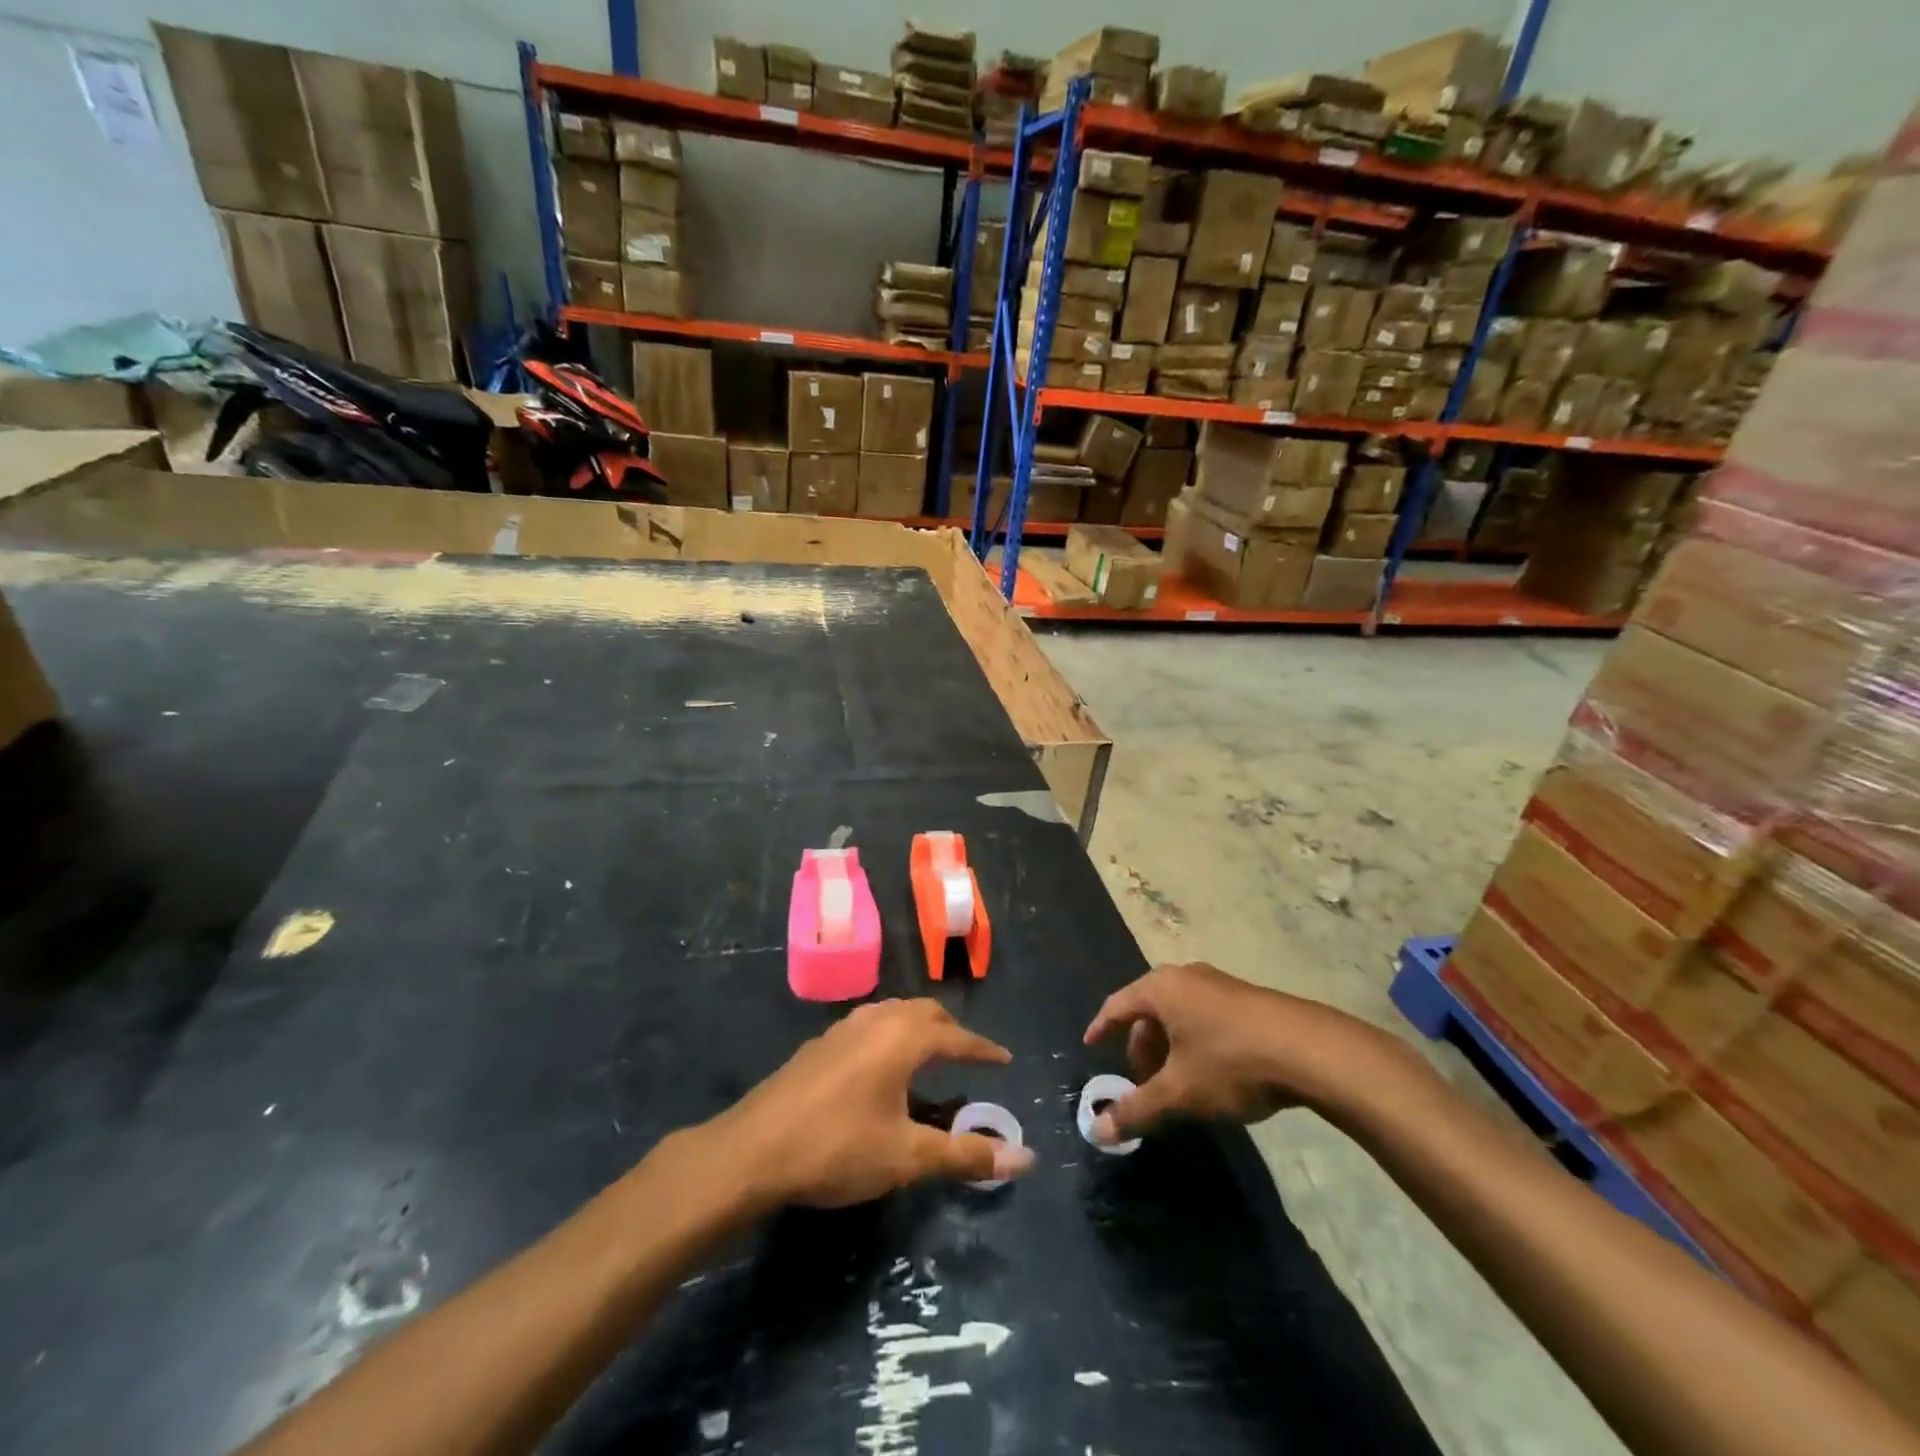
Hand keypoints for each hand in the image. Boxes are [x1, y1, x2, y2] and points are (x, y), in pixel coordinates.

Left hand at [714, 999, 1034, 1207]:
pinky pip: (869, 1025)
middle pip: (924, 1013)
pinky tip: (880, 1065)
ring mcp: (843, 1028)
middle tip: (969, 1056)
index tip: (1004, 1059)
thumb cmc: (837, 1148)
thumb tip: (1027, 1159)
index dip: (983, 1050)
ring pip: (893, 1013)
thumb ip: (965, 1155)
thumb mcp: (907, 1157)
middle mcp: (876, 1020)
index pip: (956, 1037)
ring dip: (918, 1028)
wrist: (753, 1150)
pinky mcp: (819, 1044)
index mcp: (902, 1038)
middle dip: (951, 1031)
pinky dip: (890, 1034)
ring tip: (929, 1054)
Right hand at [1081, 962, 1383, 1145]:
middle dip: (1141, 1046)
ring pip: (1179, 1014)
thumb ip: (1137, 1110)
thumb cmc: (1231, 1062)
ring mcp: (1219, 984)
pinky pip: (1205, 1016)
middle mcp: (1186, 977)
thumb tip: (1097, 1132)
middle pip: (1149, 1010)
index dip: (1101, 1027)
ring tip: (1177, 1083)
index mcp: (1161, 988)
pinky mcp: (1247, 998)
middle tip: (1142, 1082)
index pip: (1117, 1005)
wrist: (1310, 1050)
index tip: (1090, 1045)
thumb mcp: (1180, 1092)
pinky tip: (1211, 1073)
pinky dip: (1195, 1042)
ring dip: (1169, 1047)